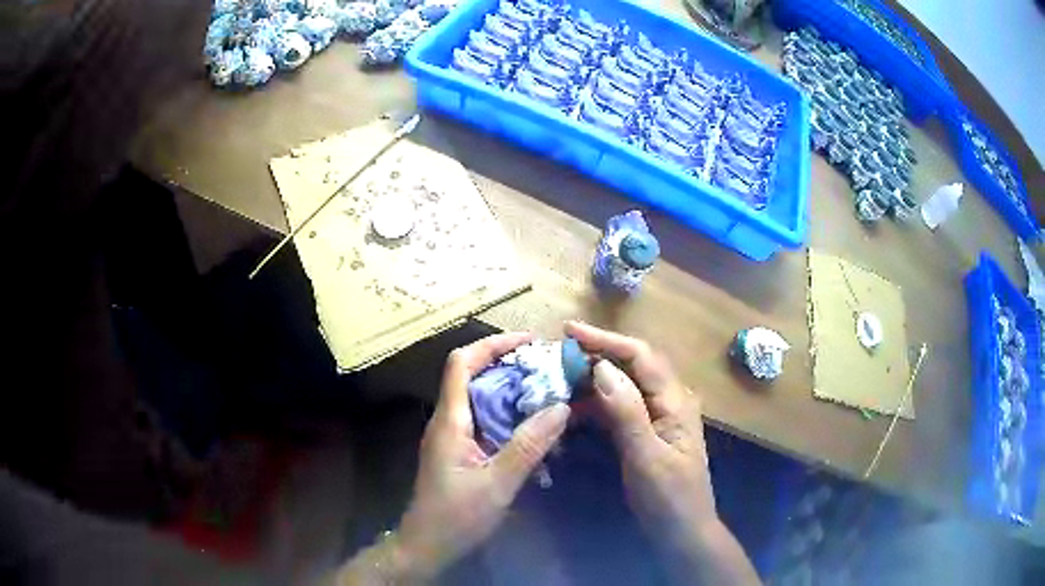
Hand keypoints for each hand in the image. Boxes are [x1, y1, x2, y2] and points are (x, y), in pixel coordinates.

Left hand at [335, 333, 570, 583]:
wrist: (427, 545)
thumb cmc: (456, 517)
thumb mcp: (497, 484)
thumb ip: (528, 447)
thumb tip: (561, 407)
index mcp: (450, 420)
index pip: (461, 363)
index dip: (493, 344)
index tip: (529, 342)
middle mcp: (448, 420)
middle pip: (472, 375)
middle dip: (509, 364)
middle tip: (549, 368)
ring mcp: (452, 436)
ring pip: (480, 398)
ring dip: (511, 390)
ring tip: (548, 391)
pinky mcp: (459, 451)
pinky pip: (484, 420)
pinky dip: (508, 413)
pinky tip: (533, 426)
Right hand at [566, 321, 758, 585]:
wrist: (682, 530)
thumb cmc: (668, 497)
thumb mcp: (646, 457)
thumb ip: (626, 412)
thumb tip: (601, 367)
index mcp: (675, 400)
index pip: (640, 355)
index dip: (604, 339)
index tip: (568, 330)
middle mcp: (669, 399)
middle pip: (633, 364)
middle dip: (596, 353)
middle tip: (557, 352)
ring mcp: (659, 415)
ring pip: (624, 384)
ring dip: (593, 377)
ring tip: (559, 375)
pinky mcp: (648, 431)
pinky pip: (620, 406)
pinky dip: (596, 402)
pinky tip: (574, 406)